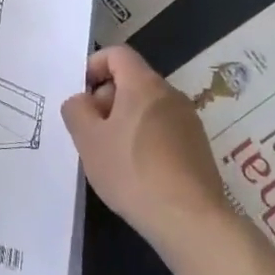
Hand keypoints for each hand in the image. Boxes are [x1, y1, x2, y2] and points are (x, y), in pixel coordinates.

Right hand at [62, 46, 229, 250]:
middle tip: (92, 132)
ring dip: (125, 122)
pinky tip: (138, 172)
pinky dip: (145, 139)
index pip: (117, 54)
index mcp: (144, 84)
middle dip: (107, 99)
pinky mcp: (198, 148)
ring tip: (113, 156)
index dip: (94, 66)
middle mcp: (170, 94)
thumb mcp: (88, 140)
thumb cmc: (133, 172)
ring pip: (147, 107)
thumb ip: (76, 110)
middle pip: (132, 80)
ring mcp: (188, 122)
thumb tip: (82, 101)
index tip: (82, 96)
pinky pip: (164, 130)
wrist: (191, 221)